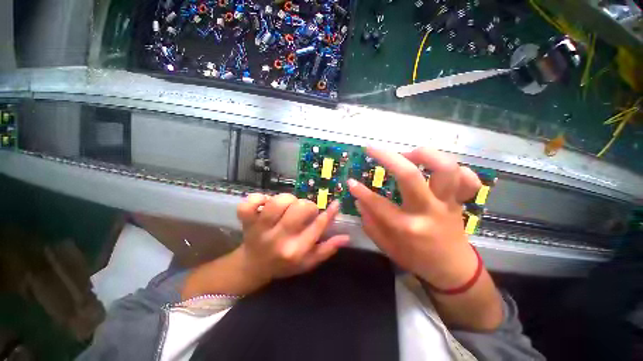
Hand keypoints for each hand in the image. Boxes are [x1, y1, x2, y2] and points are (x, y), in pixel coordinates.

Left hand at [182, 194, 348, 298]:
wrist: (253, 266)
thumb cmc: (284, 264)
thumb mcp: (308, 262)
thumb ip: (327, 249)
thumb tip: (346, 237)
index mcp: (296, 251)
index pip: (318, 227)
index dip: (329, 213)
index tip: (335, 203)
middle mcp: (279, 239)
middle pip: (299, 209)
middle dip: (307, 206)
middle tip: (304, 210)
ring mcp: (260, 229)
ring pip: (277, 202)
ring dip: (287, 199)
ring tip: (288, 206)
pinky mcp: (247, 222)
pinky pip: (250, 203)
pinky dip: (258, 198)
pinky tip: (265, 202)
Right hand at [347, 147, 481, 289]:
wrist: (453, 270)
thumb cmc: (416, 259)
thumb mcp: (387, 247)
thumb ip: (371, 223)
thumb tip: (359, 200)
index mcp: (407, 226)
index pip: (378, 204)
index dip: (361, 191)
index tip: (350, 181)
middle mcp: (428, 210)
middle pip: (410, 176)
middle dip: (387, 157)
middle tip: (373, 149)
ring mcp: (448, 203)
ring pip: (445, 169)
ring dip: (424, 155)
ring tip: (408, 155)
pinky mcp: (461, 201)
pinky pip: (468, 179)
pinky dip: (457, 169)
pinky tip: (438, 171)